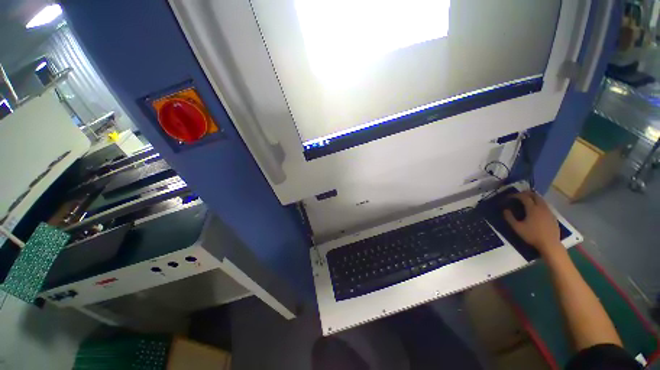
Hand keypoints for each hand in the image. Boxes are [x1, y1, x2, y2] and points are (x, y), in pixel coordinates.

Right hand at [503, 191, 561, 255]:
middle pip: (535, 195)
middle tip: (519, 195)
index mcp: (532, 209)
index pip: (524, 197)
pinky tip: (536, 210)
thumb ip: (509, 218)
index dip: (516, 195)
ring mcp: (549, 211)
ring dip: (533, 198)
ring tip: (527, 201)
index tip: (510, 197)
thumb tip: (505, 210)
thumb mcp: (517, 227)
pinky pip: (545, 206)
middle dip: (526, 193)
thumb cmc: (532, 235)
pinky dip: (539, 204)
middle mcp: (542, 207)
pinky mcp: (553, 216)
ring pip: (541, 200)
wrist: (550, 244)